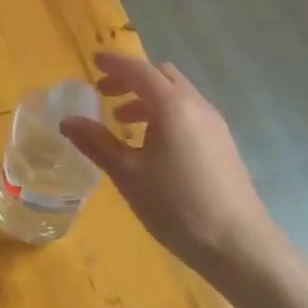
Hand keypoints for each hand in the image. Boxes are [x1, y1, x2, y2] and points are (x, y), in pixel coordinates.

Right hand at [61, 50, 271, 272]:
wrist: (240, 246)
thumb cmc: (178, 206)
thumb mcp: (129, 176)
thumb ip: (97, 144)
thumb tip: (67, 121)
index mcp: (172, 105)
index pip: (138, 70)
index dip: (114, 63)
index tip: (93, 62)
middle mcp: (196, 105)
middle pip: (161, 76)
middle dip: (131, 79)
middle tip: (105, 94)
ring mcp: (214, 124)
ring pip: (177, 95)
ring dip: (148, 98)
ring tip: (124, 124)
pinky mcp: (223, 144)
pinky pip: (189, 113)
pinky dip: (165, 114)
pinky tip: (153, 147)